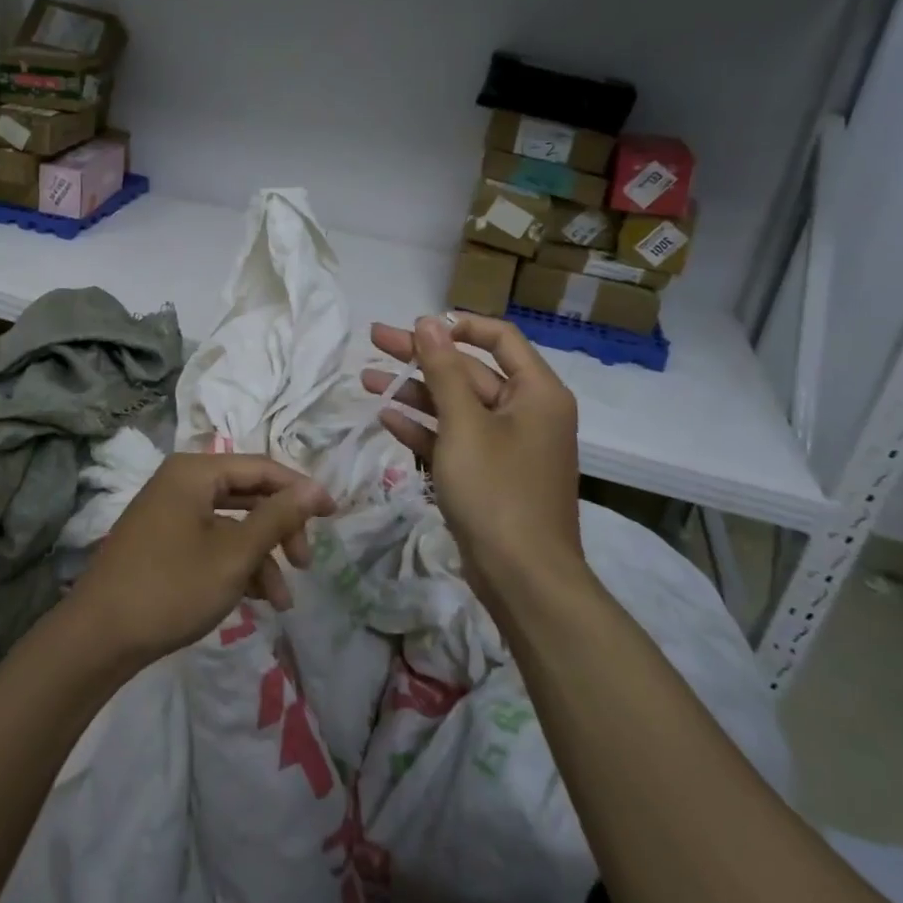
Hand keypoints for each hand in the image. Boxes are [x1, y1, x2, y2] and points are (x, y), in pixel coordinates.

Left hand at [67, 453, 334, 668]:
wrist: (97, 639)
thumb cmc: (171, 587)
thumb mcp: (234, 554)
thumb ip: (277, 517)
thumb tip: (315, 486)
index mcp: (195, 472)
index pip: (261, 468)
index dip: (300, 489)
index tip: (333, 516)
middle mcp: (181, 482)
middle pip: (247, 494)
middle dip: (280, 529)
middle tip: (305, 564)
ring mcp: (169, 513)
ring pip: (231, 524)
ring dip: (261, 557)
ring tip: (282, 602)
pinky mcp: (162, 542)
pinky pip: (211, 541)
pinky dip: (235, 565)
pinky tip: (255, 599)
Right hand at [362, 313, 583, 580]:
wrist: (524, 580)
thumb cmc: (497, 491)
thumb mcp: (464, 424)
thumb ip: (443, 369)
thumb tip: (428, 321)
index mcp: (537, 392)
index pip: (499, 338)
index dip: (457, 326)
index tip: (417, 326)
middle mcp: (527, 412)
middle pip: (469, 370)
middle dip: (421, 356)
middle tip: (375, 339)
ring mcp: (507, 445)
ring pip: (456, 405)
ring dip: (414, 391)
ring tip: (366, 378)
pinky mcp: (488, 474)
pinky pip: (454, 438)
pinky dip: (423, 427)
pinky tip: (386, 417)